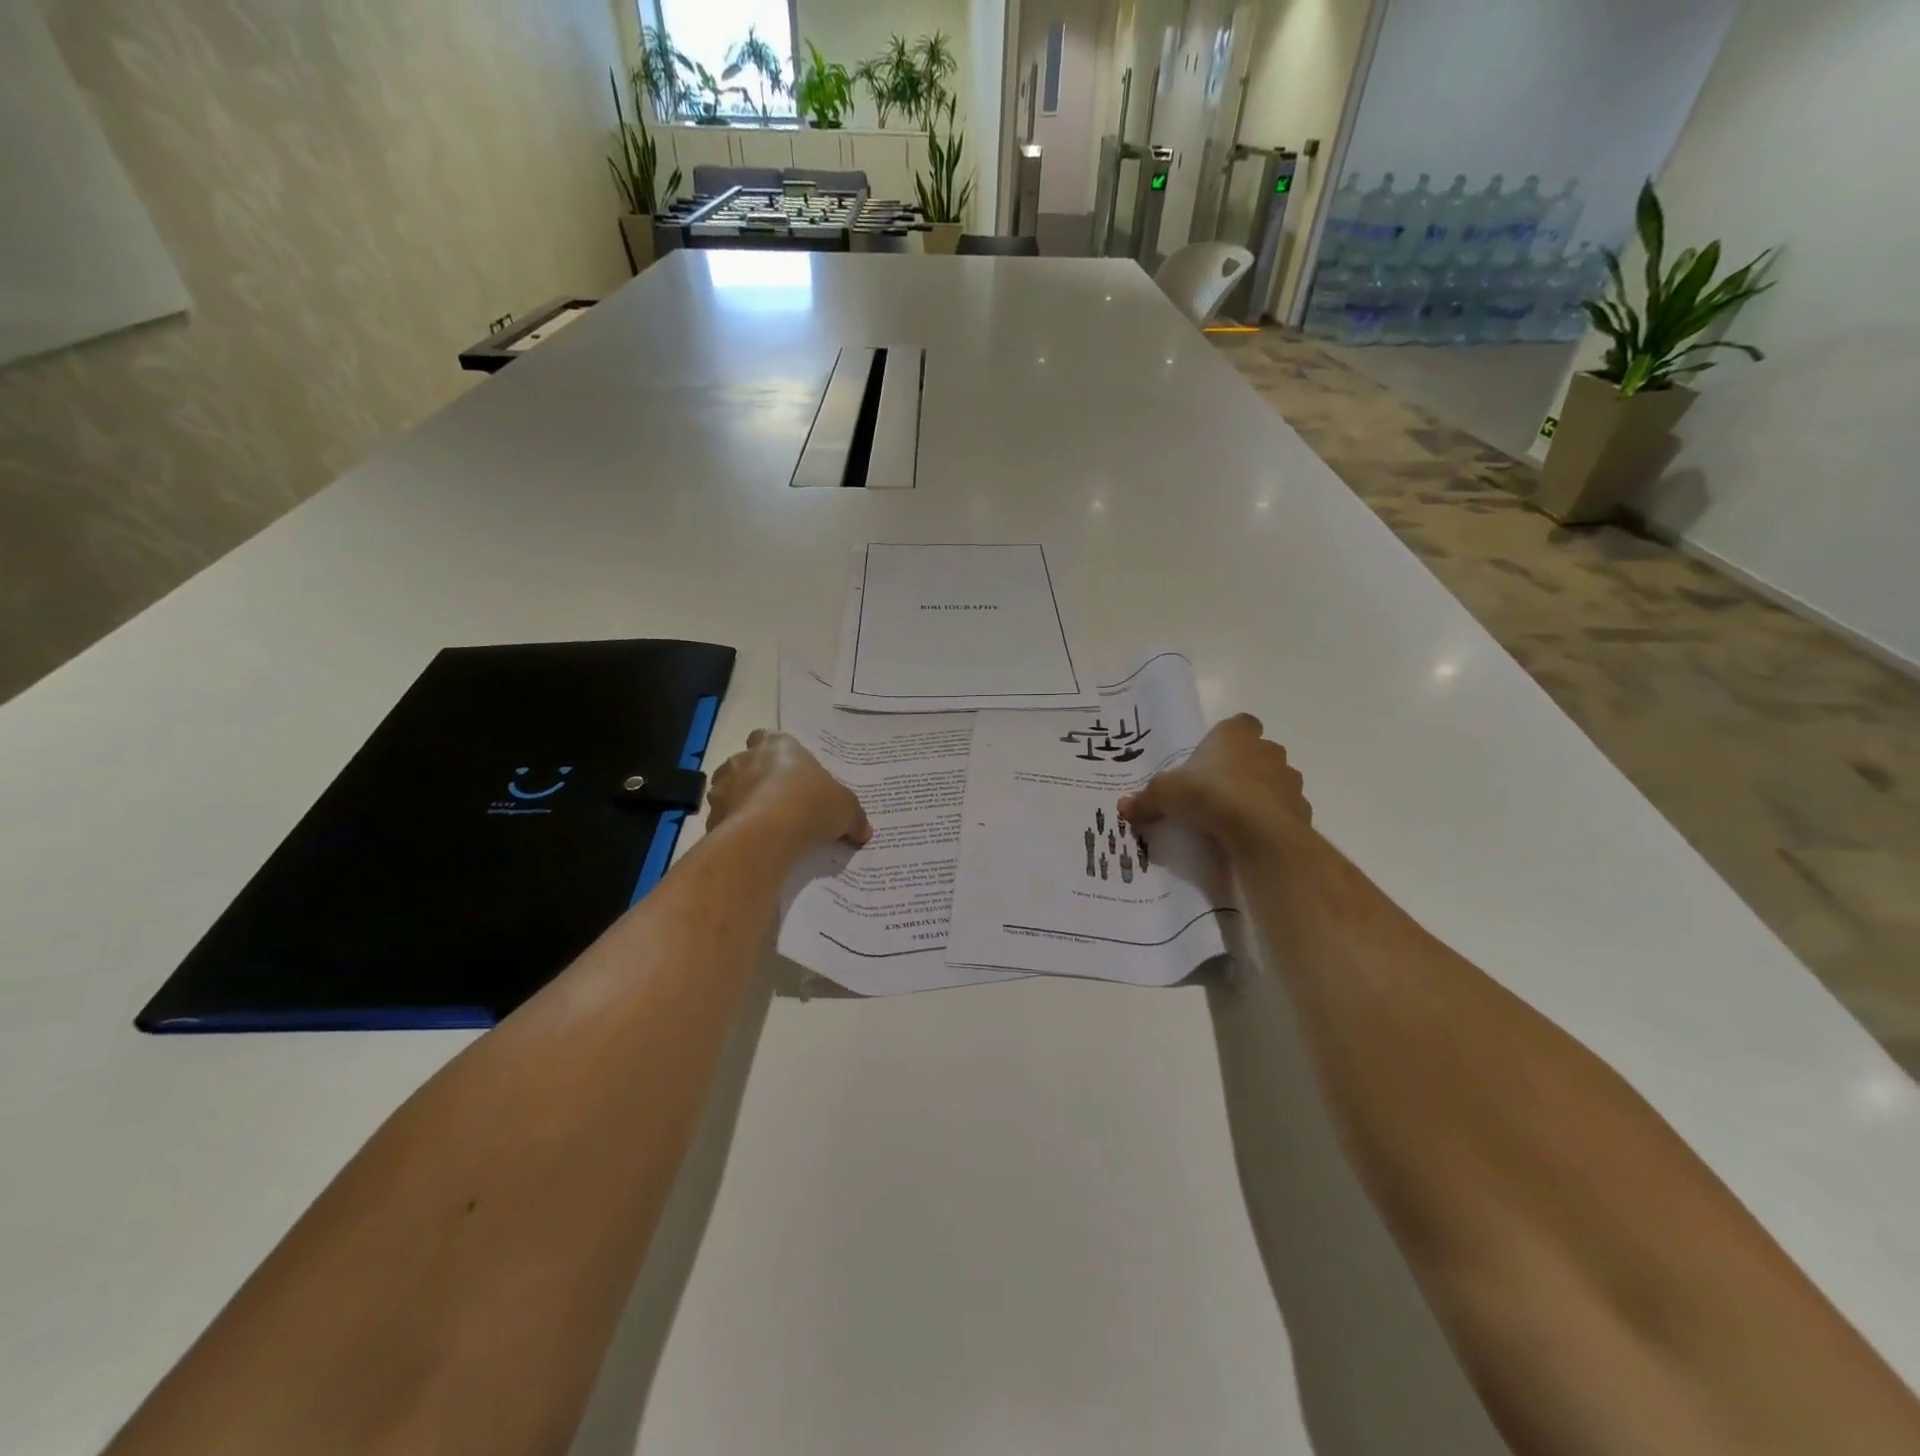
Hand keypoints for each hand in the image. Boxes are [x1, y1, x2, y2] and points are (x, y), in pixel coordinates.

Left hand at [707, 730, 872, 851]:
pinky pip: (723, 819)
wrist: (766, 836)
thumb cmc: (810, 806)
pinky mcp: (710, 816)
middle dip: (757, 777)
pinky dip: (734, 828)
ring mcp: (723, 786)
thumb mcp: (846, 810)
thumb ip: (854, 818)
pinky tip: (751, 844)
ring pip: (729, 788)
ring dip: (742, 801)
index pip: (770, 737)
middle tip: (779, 800)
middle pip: (747, 761)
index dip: (777, 753)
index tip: (790, 771)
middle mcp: (745, 758)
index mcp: (778, 745)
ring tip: (763, 826)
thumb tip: (864, 831)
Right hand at [1118, 714, 1311, 861]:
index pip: (1240, 724)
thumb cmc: (1208, 794)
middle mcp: (1267, 750)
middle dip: (1244, 767)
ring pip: (1275, 781)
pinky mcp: (1300, 810)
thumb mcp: (1164, 794)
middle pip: (1259, 752)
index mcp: (1236, 734)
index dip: (1228, 739)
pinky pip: (1284, 811)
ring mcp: (1288, 780)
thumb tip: (1123, 807)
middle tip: (1218, 790)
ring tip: (1234, 817)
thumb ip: (1146, 800)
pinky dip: (1271, 820)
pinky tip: (1250, 836)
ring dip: (1260, 794)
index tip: (1213, 758)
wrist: (1257, 830)